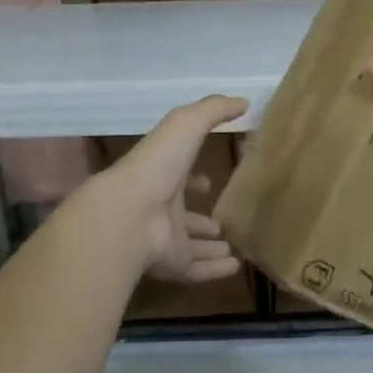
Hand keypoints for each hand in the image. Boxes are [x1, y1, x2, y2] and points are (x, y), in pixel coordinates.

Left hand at [92, 94, 248, 282]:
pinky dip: (214, 271)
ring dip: (209, 247)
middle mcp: (161, 209)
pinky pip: (197, 271)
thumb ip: (214, 110)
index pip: (179, 177)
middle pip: (184, 217)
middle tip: (222, 224)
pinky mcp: (172, 265)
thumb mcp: (186, 124)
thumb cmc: (157, 165)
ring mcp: (165, 240)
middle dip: (201, 220)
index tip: (208, 181)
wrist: (129, 213)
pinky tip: (235, 268)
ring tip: (232, 247)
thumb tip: (243, 101)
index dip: (193, 178)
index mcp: (163, 176)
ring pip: (190, 246)